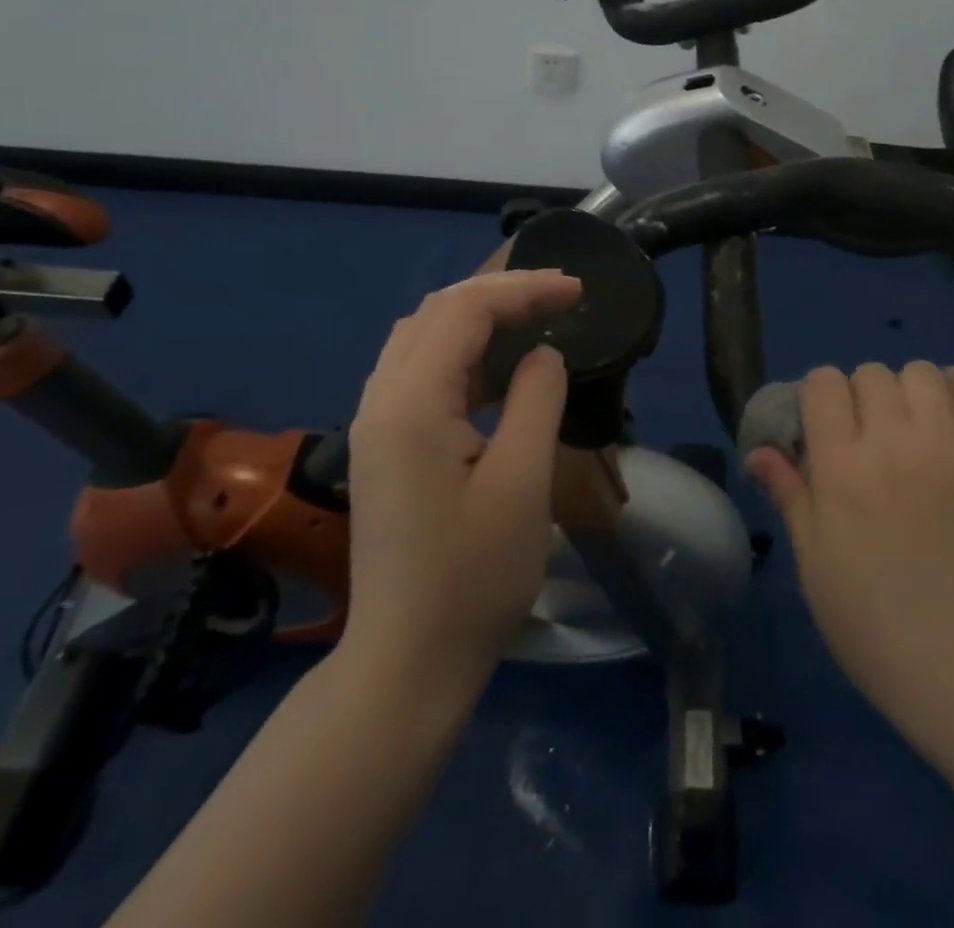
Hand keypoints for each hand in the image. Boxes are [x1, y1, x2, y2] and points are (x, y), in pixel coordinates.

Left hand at [339, 268, 582, 687]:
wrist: (406, 664)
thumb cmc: (473, 579)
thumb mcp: (522, 484)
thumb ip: (536, 400)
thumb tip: (543, 354)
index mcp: (411, 403)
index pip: (465, 309)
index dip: (524, 289)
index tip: (578, 291)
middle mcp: (381, 399)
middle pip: (437, 311)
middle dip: (501, 292)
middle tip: (560, 297)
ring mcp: (375, 423)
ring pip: (422, 336)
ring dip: (478, 315)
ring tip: (535, 317)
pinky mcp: (383, 446)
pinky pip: (419, 369)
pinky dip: (462, 349)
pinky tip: (498, 366)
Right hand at [745, 363, 953, 740]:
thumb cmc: (880, 631)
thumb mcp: (816, 567)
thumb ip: (790, 496)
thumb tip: (759, 451)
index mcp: (841, 469)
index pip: (823, 384)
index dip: (820, 397)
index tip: (827, 426)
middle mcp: (894, 444)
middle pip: (871, 374)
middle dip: (863, 396)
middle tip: (874, 436)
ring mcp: (953, 447)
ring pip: (922, 372)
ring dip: (912, 390)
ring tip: (919, 428)